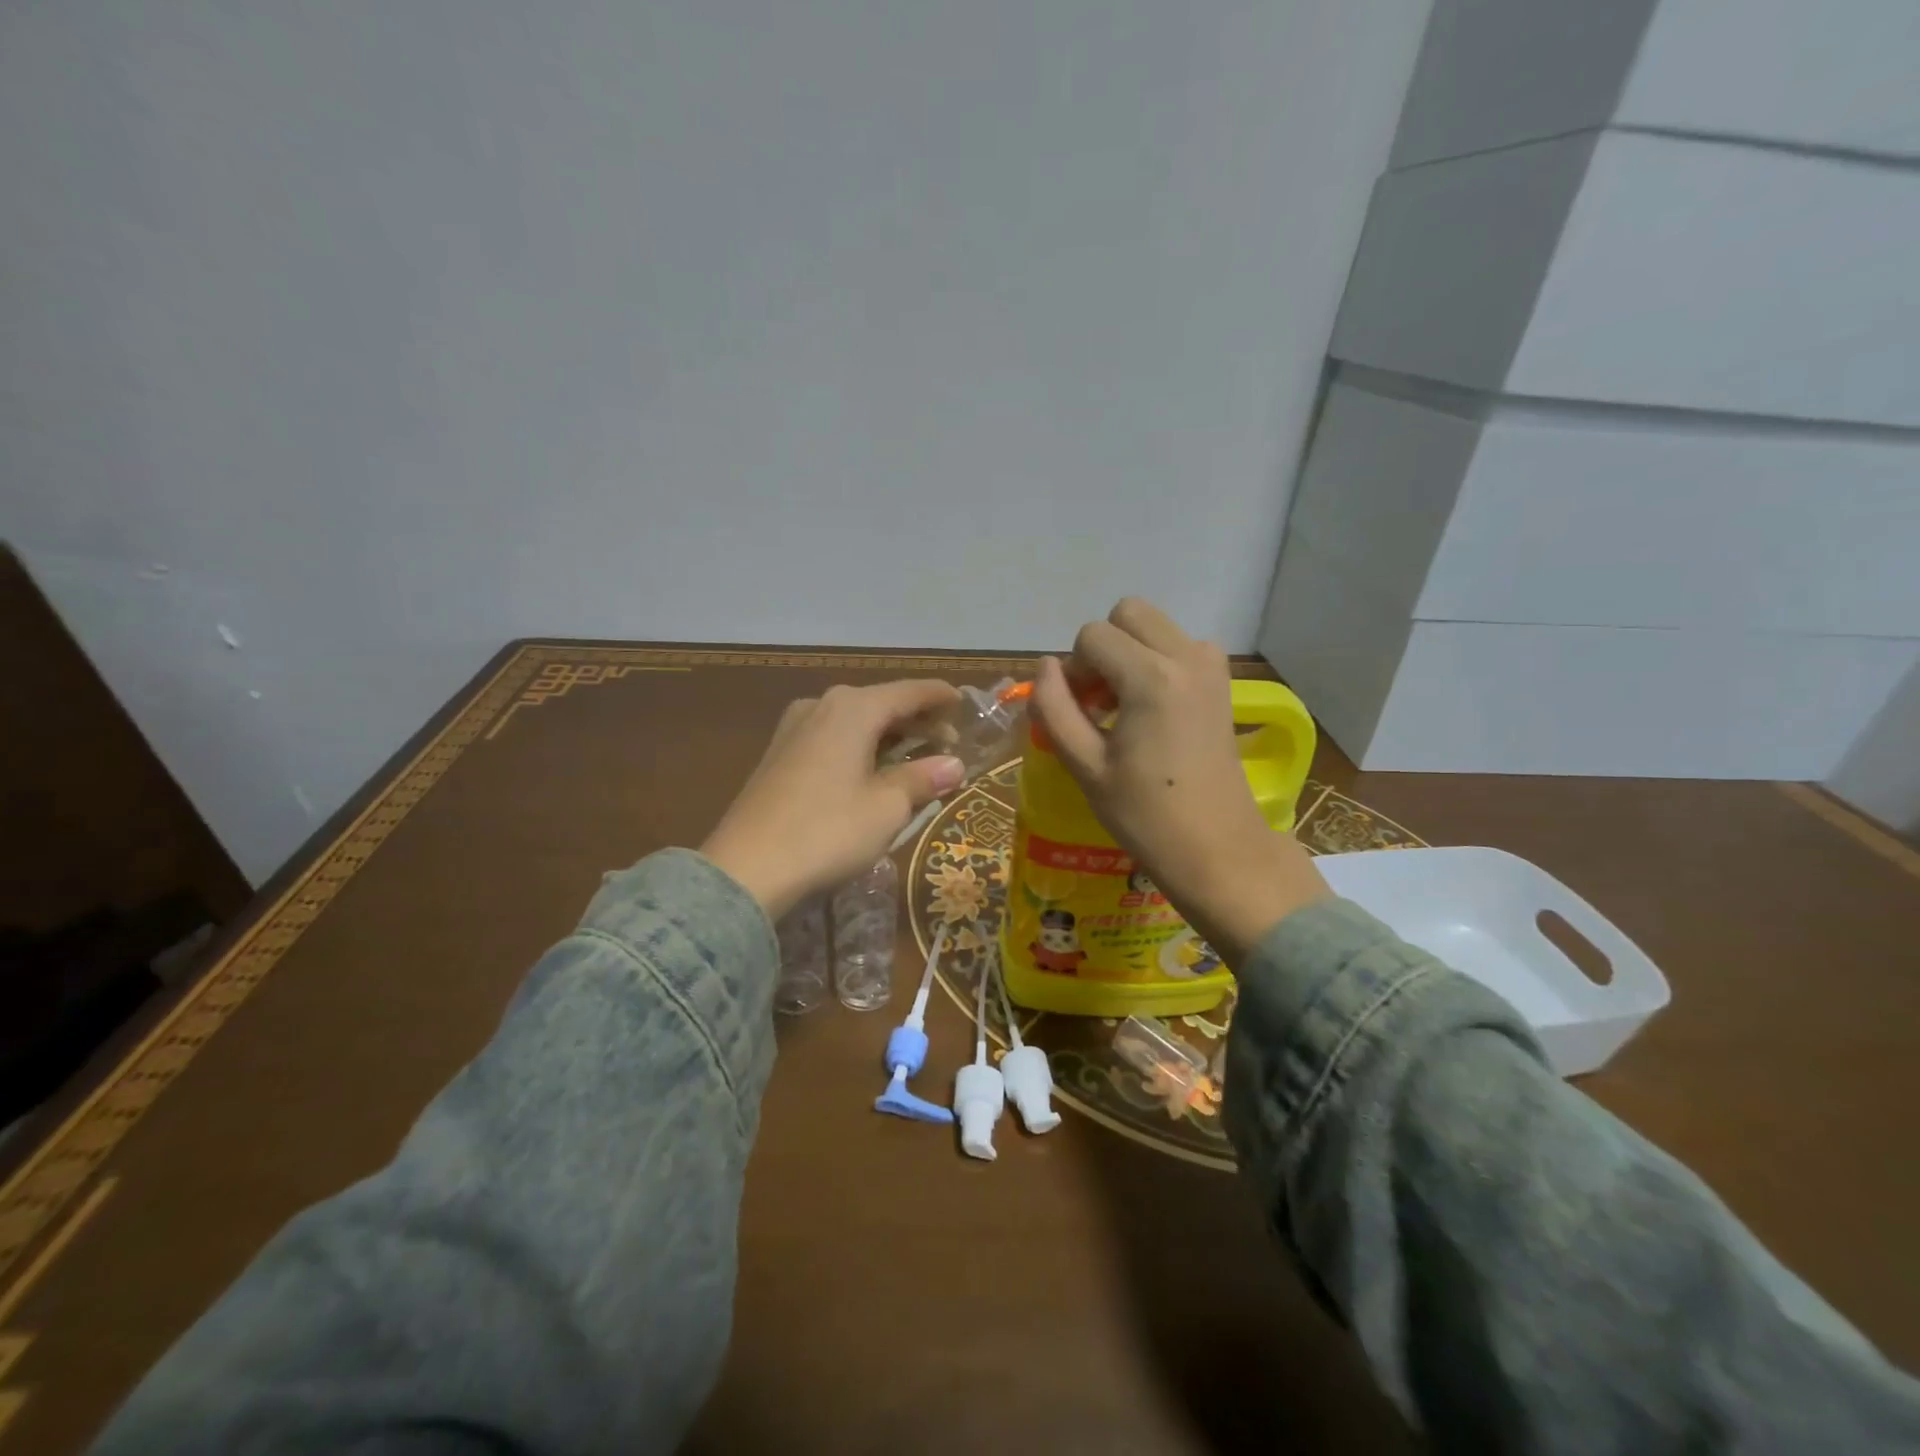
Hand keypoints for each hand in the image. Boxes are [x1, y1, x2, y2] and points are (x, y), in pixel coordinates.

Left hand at [701, 681, 965, 918]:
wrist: (747, 868)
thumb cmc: (828, 831)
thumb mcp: (887, 807)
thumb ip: (923, 779)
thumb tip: (955, 765)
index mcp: (853, 708)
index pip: (908, 692)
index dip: (939, 696)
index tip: (963, 701)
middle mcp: (822, 705)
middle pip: (880, 703)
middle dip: (916, 720)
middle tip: (947, 741)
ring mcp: (794, 727)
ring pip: (854, 720)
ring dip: (887, 734)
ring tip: (914, 756)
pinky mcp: (778, 753)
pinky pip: (832, 736)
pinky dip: (859, 745)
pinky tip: (870, 768)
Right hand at [1031, 598, 1327, 965]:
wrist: (1218, 848)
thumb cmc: (1145, 815)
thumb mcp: (1085, 765)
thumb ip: (1054, 708)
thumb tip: (1045, 667)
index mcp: (1151, 677)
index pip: (1092, 636)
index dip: (1073, 669)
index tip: (1076, 712)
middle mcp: (1187, 657)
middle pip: (1128, 614)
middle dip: (1103, 648)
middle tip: (1098, 701)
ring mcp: (1212, 666)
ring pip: (1155, 627)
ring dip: (1130, 652)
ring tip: (1123, 706)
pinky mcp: (1223, 682)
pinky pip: (1180, 646)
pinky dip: (1157, 662)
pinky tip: (1152, 709)